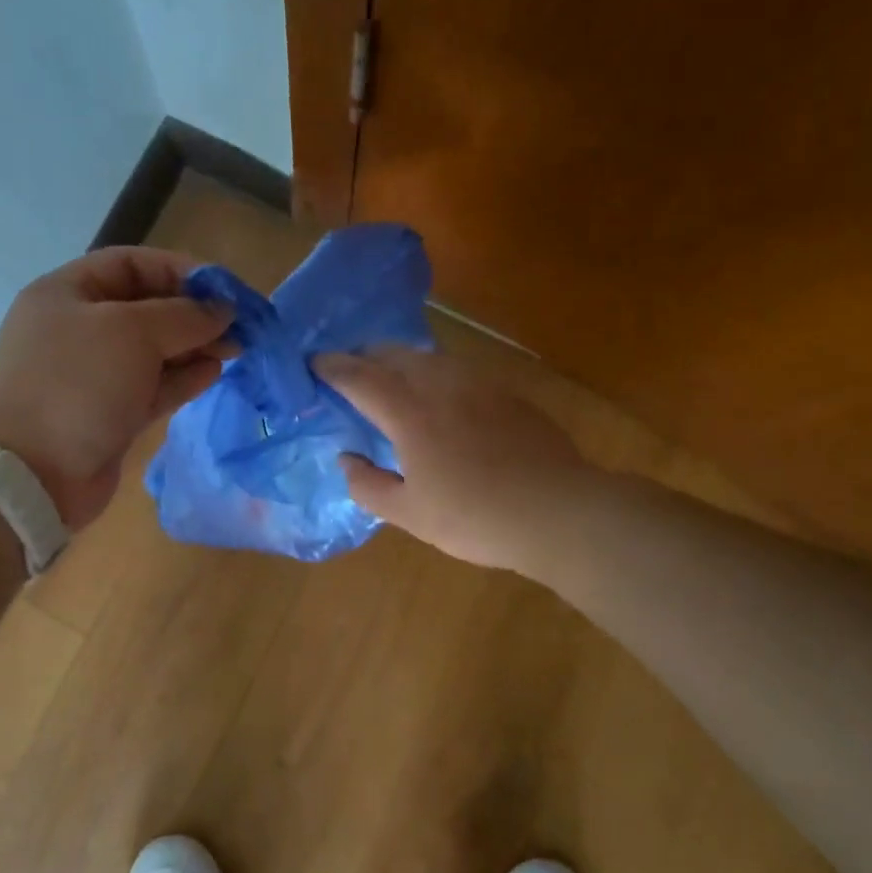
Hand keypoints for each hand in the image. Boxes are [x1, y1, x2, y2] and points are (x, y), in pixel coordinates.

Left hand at [0, 247, 231, 528]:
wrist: (29, 474)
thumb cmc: (76, 383)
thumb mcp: (131, 332)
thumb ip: (183, 316)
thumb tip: (222, 311)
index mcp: (68, 293)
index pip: (131, 264)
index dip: (180, 270)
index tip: (225, 288)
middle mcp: (79, 329)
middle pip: (146, 308)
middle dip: (193, 312)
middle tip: (238, 324)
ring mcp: (93, 375)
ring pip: (153, 351)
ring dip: (194, 346)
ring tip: (235, 348)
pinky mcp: (109, 414)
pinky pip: (152, 386)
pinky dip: (183, 378)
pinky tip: (214, 372)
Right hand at [315, 348, 586, 572]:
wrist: (558, 512)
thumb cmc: (475, 517)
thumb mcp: (410, 514)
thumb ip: (368, 485)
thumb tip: (347, 459)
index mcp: (410, 413)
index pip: (360, 378)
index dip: (332, 368)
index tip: (313, 363)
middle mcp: (441, 385)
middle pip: (394, 355)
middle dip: (364, 356)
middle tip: (348, 368)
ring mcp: (479, 385)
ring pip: (429, 358)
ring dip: (400, 361)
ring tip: (390, 378)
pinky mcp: (507, 394)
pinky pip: (458, 371)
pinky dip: (434, 374)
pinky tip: (440, 397)